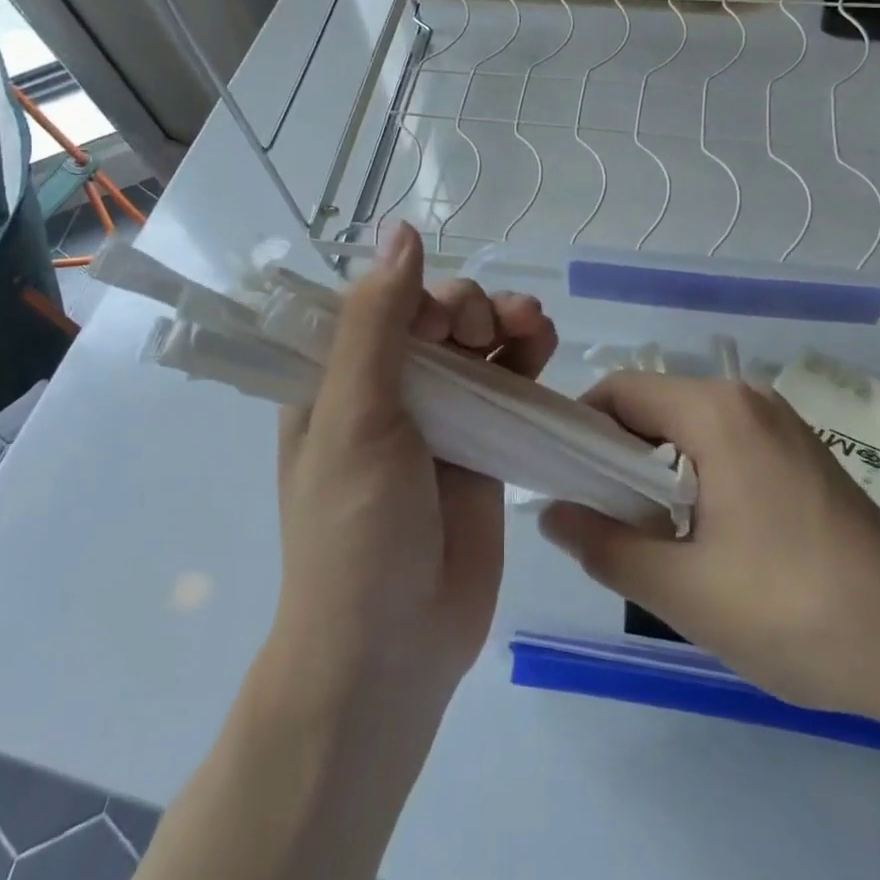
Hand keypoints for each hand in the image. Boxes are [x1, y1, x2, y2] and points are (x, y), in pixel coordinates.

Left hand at [271, 221, 557, 701]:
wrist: (394, 650)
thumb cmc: (356, 532)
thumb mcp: (355, 418)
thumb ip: (377, 322)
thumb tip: (399, 229)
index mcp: (335, 378)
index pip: (377, 303)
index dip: (415, 292)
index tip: (440, 317)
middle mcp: (386, 389)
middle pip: (433, 316)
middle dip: (467, 305)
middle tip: (485, 328)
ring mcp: (439, 416)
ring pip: (476, 342)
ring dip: (505, 320)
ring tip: (532, 323)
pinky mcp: (483, 443)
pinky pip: (508, 381)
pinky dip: (526, 355)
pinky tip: (544, 343)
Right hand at [539, 373, 879, 727]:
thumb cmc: (796, 611)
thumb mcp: (685, 590)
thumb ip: (606, 546)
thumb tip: (550, 515)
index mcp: (718, 412)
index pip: (620, 391)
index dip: (579, 428)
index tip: (559, 477)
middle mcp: (748, 399)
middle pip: (654, 405)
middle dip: (615, 453)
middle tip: (596, 513)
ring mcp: (780, 423)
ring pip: (688, 426)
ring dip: (654, 467)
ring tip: (643, 529)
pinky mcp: (800, 452)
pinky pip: (724, 443)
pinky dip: (693, 472)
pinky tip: (699, 531)